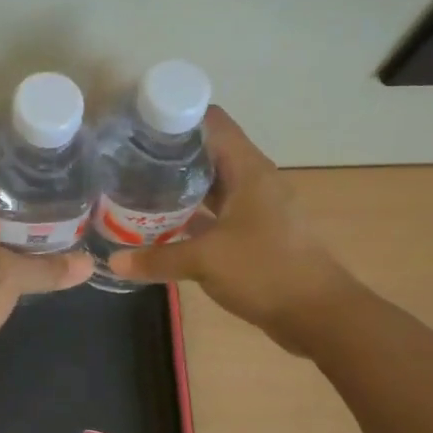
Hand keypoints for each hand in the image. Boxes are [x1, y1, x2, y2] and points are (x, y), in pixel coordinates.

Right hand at [109, 106, 353, 351]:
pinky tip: (162, 226)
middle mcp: (253, 180)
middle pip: (208, 151)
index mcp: (248, 169)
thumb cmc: (266, 271)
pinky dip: (192, 215)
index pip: (211, 121)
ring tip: (137, 189)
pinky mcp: (255, 233)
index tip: (139, 126)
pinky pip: (217, 212)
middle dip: (170, 154)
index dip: (176, 117)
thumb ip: (157, 258)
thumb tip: (113, 261)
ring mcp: (256, 207)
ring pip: (212, 184)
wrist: (319, 315)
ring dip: (179, 186)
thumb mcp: (205, 261)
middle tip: (127, 161)